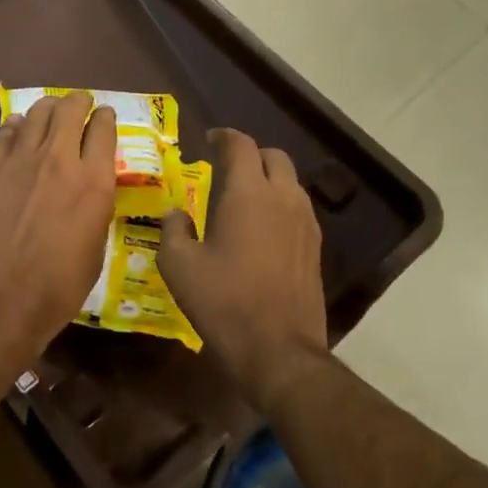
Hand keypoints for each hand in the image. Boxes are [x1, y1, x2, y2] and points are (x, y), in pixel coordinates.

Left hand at [0, 92, 116, 373]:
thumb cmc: (55, 290)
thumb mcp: (95, 252)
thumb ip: (95, 211)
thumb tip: (88, 193)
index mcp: (94, 183)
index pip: (104, 130)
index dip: (107, 118)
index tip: (105, 117)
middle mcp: (59, 160)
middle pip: (71, 110)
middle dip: (79, 102)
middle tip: (80, 105)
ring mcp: (19, 161)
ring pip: (37, 113)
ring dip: (49, 107)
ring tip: (51, 110)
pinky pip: (5, 133)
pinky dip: (16, 126)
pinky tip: (18, 129)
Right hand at [158, 129, 329, 415]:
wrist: (279, 351)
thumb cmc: (224, 302)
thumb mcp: (179, 266)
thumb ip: (173, 230)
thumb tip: (176, 213)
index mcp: (248, 193)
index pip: (241, 145)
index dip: (223, 137)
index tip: (209, 141)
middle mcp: (283, 197)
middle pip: (273, 156)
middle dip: (249, 155)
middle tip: (225, 169)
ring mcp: (305, 222)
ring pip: (289, 182)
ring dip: (267, 179)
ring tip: (242, 199)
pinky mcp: (315, 247)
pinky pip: (298, 208)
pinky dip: (279, 204)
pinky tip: (261, 229)